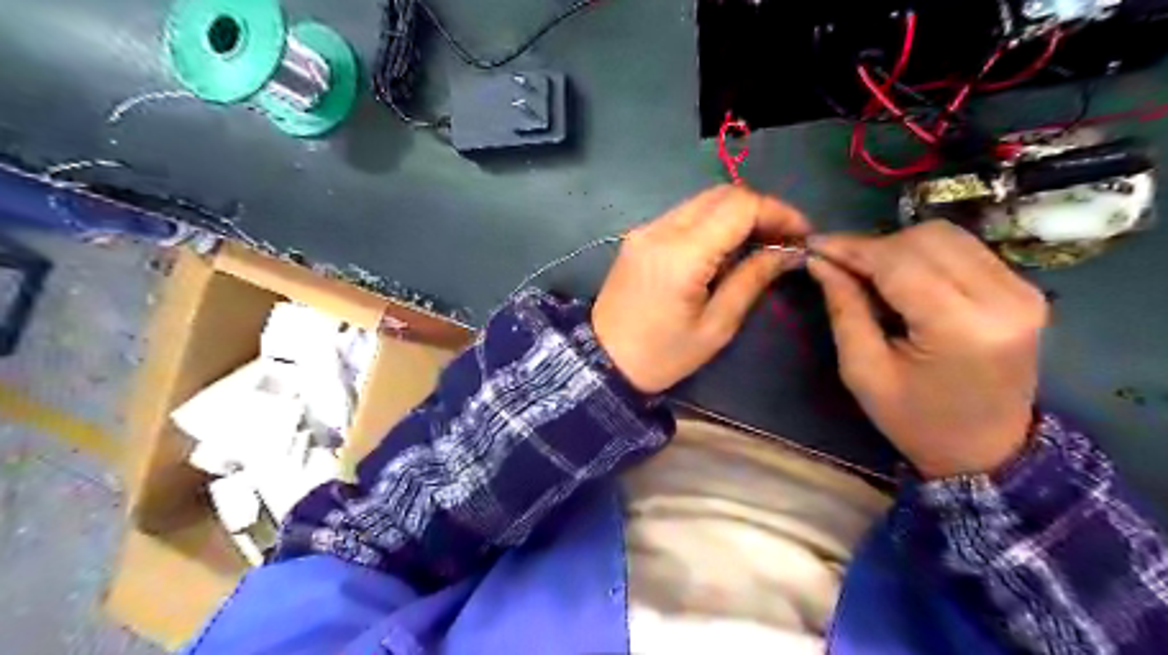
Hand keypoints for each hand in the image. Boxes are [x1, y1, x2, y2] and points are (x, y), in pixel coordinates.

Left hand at [594, 187, 813, 396]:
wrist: (602, 360)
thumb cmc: (662, 355)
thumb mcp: (716, 327)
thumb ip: (752, 280)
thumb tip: (787, 252)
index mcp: (682, 254)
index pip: (740, 206)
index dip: (778, 212)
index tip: (801, 233)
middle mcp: (661, 229)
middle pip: (722, 194)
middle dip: (760, 209)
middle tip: (783, 238)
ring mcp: (645, 229)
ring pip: (702, 201)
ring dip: (736, 214)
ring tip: (760, 243)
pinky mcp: (639, 236)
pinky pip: (684, 215)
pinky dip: (712, 222)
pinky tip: (724, 248)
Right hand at [808, 223, 1043, 477]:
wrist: (986, 450)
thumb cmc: (915, 420)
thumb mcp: (863, 371)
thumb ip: (844, 308)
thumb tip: (820, 261)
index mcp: (960, 328)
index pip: (899, 262)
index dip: (852, 248)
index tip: (814, 245)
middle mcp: (1003, 299)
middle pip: (926, 239)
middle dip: (874, 245)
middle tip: (838, 264)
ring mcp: (1023, 291)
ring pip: (947, 236)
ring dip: (898, 247)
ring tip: (867, 272)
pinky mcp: (1025, 289)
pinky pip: (964, 250)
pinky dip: (923, 255)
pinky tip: (901, 278)